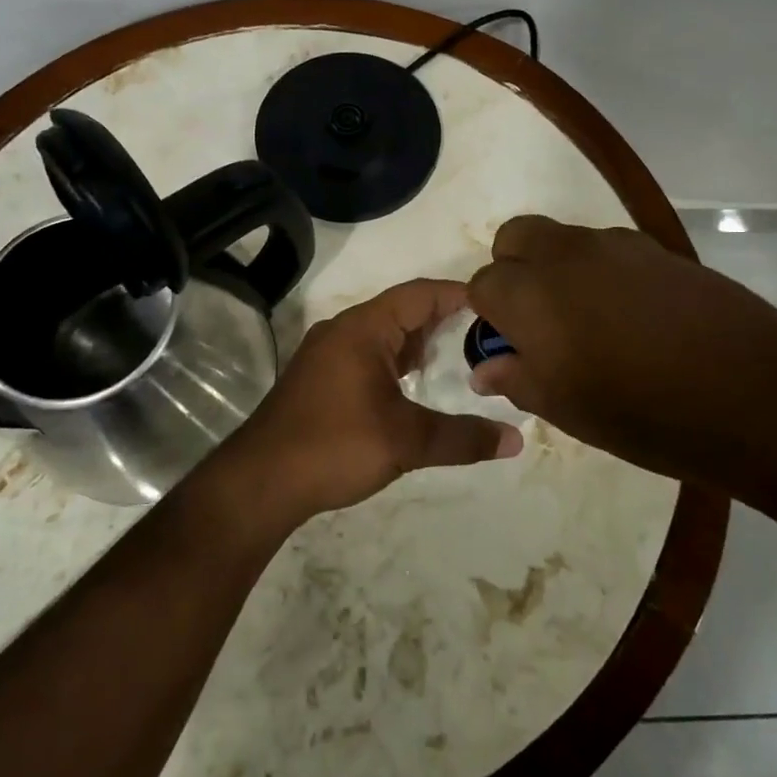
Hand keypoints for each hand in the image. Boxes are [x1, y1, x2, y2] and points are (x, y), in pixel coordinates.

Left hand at [222, 278, 522, 525]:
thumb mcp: (406, 442)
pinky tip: (418, 385)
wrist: (259, 482)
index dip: (460, 295)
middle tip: (490, 336)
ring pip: (385, 335)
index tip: (499, 306)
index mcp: (364, 328)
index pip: (421, 294)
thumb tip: (517, 440)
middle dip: (446, 320)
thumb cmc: (333, 446)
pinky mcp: (321, 378)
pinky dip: (399, 362)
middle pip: (404, 311)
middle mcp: (344, 330)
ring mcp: (329, 354)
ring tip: (462, 359)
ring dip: (421, 343)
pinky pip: (370, 355)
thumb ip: (463, 438)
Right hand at [466, 216, 776, 495]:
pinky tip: (634, 317)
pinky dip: (601, 271)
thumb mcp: (566, 409)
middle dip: (513, 271)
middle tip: (538, 321)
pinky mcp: (658, 248)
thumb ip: (517, 379)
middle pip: (515, 238)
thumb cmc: (643, 412)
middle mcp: (565, 254)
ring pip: (563, 240)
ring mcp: (615, 245)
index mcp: (530, 293)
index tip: (510, 347)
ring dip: (558, 269)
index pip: (482, 284)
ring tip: (591, 323)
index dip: (489, 316)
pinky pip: (608, 248)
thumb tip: (485, 367)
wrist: (752, 392)